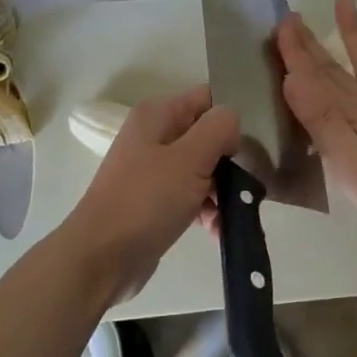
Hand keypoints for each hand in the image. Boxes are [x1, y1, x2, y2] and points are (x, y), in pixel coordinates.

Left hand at [57, 85, 238, 305]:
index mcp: (158, 115)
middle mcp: (154, 135)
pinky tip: (217, 230)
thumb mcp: (189, 158)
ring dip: (223, 191)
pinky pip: (192, 196)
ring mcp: (154, 170)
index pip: (208, 98)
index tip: (254, 145)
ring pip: (204, 169)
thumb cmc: (146, 201)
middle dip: (231, 161)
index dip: (233, 117)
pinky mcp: (156, 201)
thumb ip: (218, 129)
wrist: (102, 258)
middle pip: (208, 135)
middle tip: (250, 184)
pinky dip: (208, 210)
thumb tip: (233, 121)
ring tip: (233, 214)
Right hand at [276, 0, 356, 248]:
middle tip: (293, 16)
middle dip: (312, 43)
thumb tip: (293, 77)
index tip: (280, 24)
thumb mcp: (349, 162)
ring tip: (345, 4)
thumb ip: (322, 120)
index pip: (317, 78)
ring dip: (356, 36)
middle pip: (337, 69)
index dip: (296, 52)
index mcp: (353, 114)